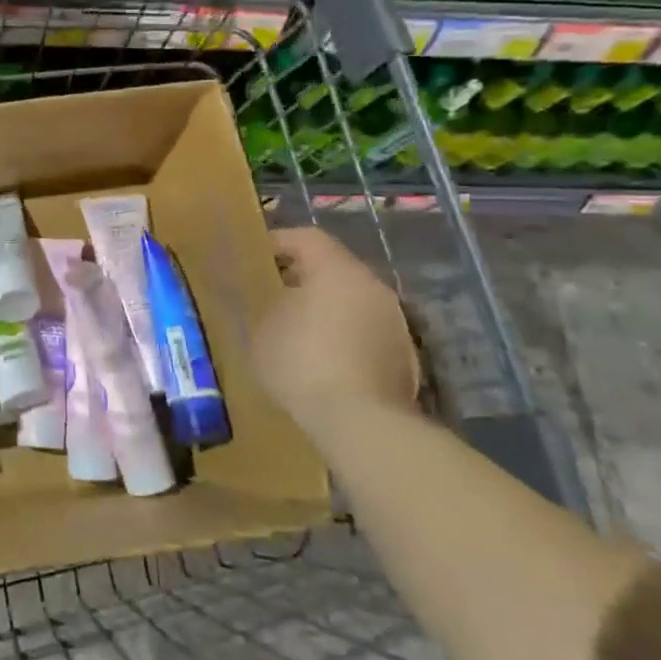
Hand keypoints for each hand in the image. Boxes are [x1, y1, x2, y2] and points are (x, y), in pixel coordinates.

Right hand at [255, 228, 419, 438]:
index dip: (279, 241)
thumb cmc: (303, 362)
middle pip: (334, 268)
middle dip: (303, 277)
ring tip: (297, 330)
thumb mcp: (263, 329)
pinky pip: (366, 331)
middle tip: (274, 293)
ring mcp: (395, 321)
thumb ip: (268, 305)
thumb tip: (278, 301)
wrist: (361, 421)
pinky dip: (344, 336)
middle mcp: (373, 286)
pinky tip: (323, 360)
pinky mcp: (405, 355)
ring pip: (352, 301)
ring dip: (326, 308)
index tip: (255, 256)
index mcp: (336, 270)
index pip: (307, 238)